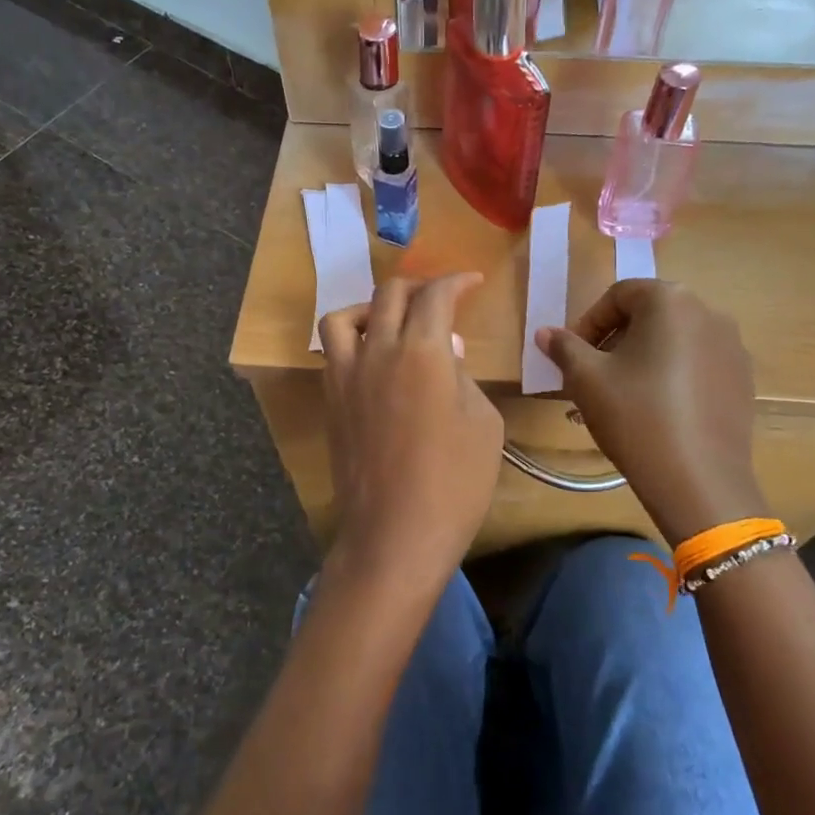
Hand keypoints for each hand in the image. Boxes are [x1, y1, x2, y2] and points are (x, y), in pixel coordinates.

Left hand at [321, 275, 503, 602]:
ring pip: (344, 316)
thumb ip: (463, 376)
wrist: (395, 533)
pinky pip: (334, 352)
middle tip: (441, 299)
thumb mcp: (483, 422)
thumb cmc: (455, 482)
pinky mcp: (331, 402)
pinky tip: (375, 361)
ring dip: (372, 307)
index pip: (436, 295)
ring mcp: (346, 376)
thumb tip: (445, 352)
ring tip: (393, 322)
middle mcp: (377, 352)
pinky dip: (353, 340)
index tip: (472, 283)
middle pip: (389, 295)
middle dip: (419, 287)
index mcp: (422, 351)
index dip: (457, 281)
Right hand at [535, 279, 767, 543]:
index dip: (589, 322)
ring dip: (644, 357)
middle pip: (650, 314)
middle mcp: (709, 312)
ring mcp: (733, 347)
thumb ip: (565, 347)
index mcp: (670, 301)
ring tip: (623, 395)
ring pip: (675, 340)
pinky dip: (674, 375)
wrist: (697, 480)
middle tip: (594, 374)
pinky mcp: (743, 380)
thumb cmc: (635, 416)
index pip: (619, 295)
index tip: (573, 355)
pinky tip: (658, 410)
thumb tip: (545, 333)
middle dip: (616, 339)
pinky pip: (698, 364)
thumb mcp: (586, 379)